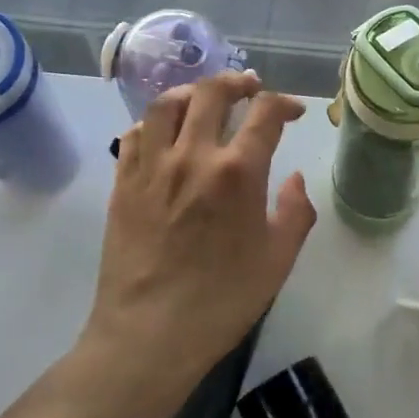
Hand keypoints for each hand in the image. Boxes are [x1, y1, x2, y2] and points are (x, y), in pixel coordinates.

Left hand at [83, 72, 316, 389]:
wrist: (150, 335)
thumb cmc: (223, 300)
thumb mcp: (279, 259)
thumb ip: (295, 211)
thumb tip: (294, 179)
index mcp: (237, 172)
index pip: (264, 113)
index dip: (284, 103)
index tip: (294, 112)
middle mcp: (192, 156)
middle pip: (211, 93)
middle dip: (236, 82)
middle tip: (250, 88)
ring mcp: (151, 168)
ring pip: (165, 105)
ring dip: (191, 93)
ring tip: (204, 99)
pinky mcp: (122, 185)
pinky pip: (133, 135)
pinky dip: (152, 123)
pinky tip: (164, 134)